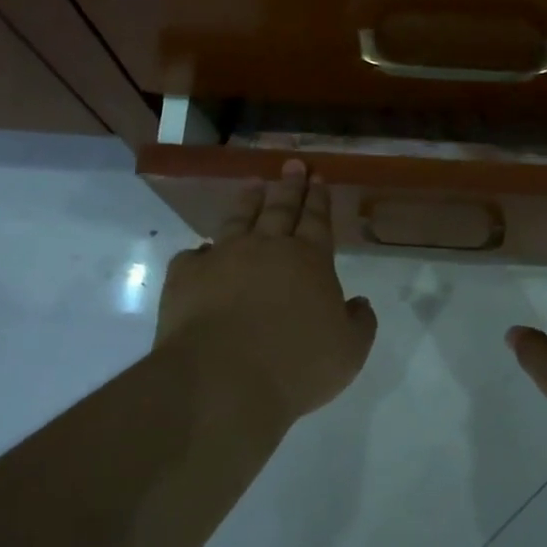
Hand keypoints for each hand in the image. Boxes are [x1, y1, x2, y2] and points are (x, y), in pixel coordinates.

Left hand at [156, 160, 377, 429]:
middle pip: (280, 209)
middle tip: (292, 165)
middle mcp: (266, 248)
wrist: (223, 381)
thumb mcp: (350, 351)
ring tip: (253, 185)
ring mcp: (222, 258)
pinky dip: (201, 252)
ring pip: (237, 220)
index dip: (318, 198)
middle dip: (289, 186)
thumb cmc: (297, 366)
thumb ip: (360, 322)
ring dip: (247, 201)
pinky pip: (194, 256)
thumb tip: (359, 303)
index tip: (317, 177)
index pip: (316, 219)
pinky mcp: (186, 277)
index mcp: (309, 260)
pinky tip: (201, 252)